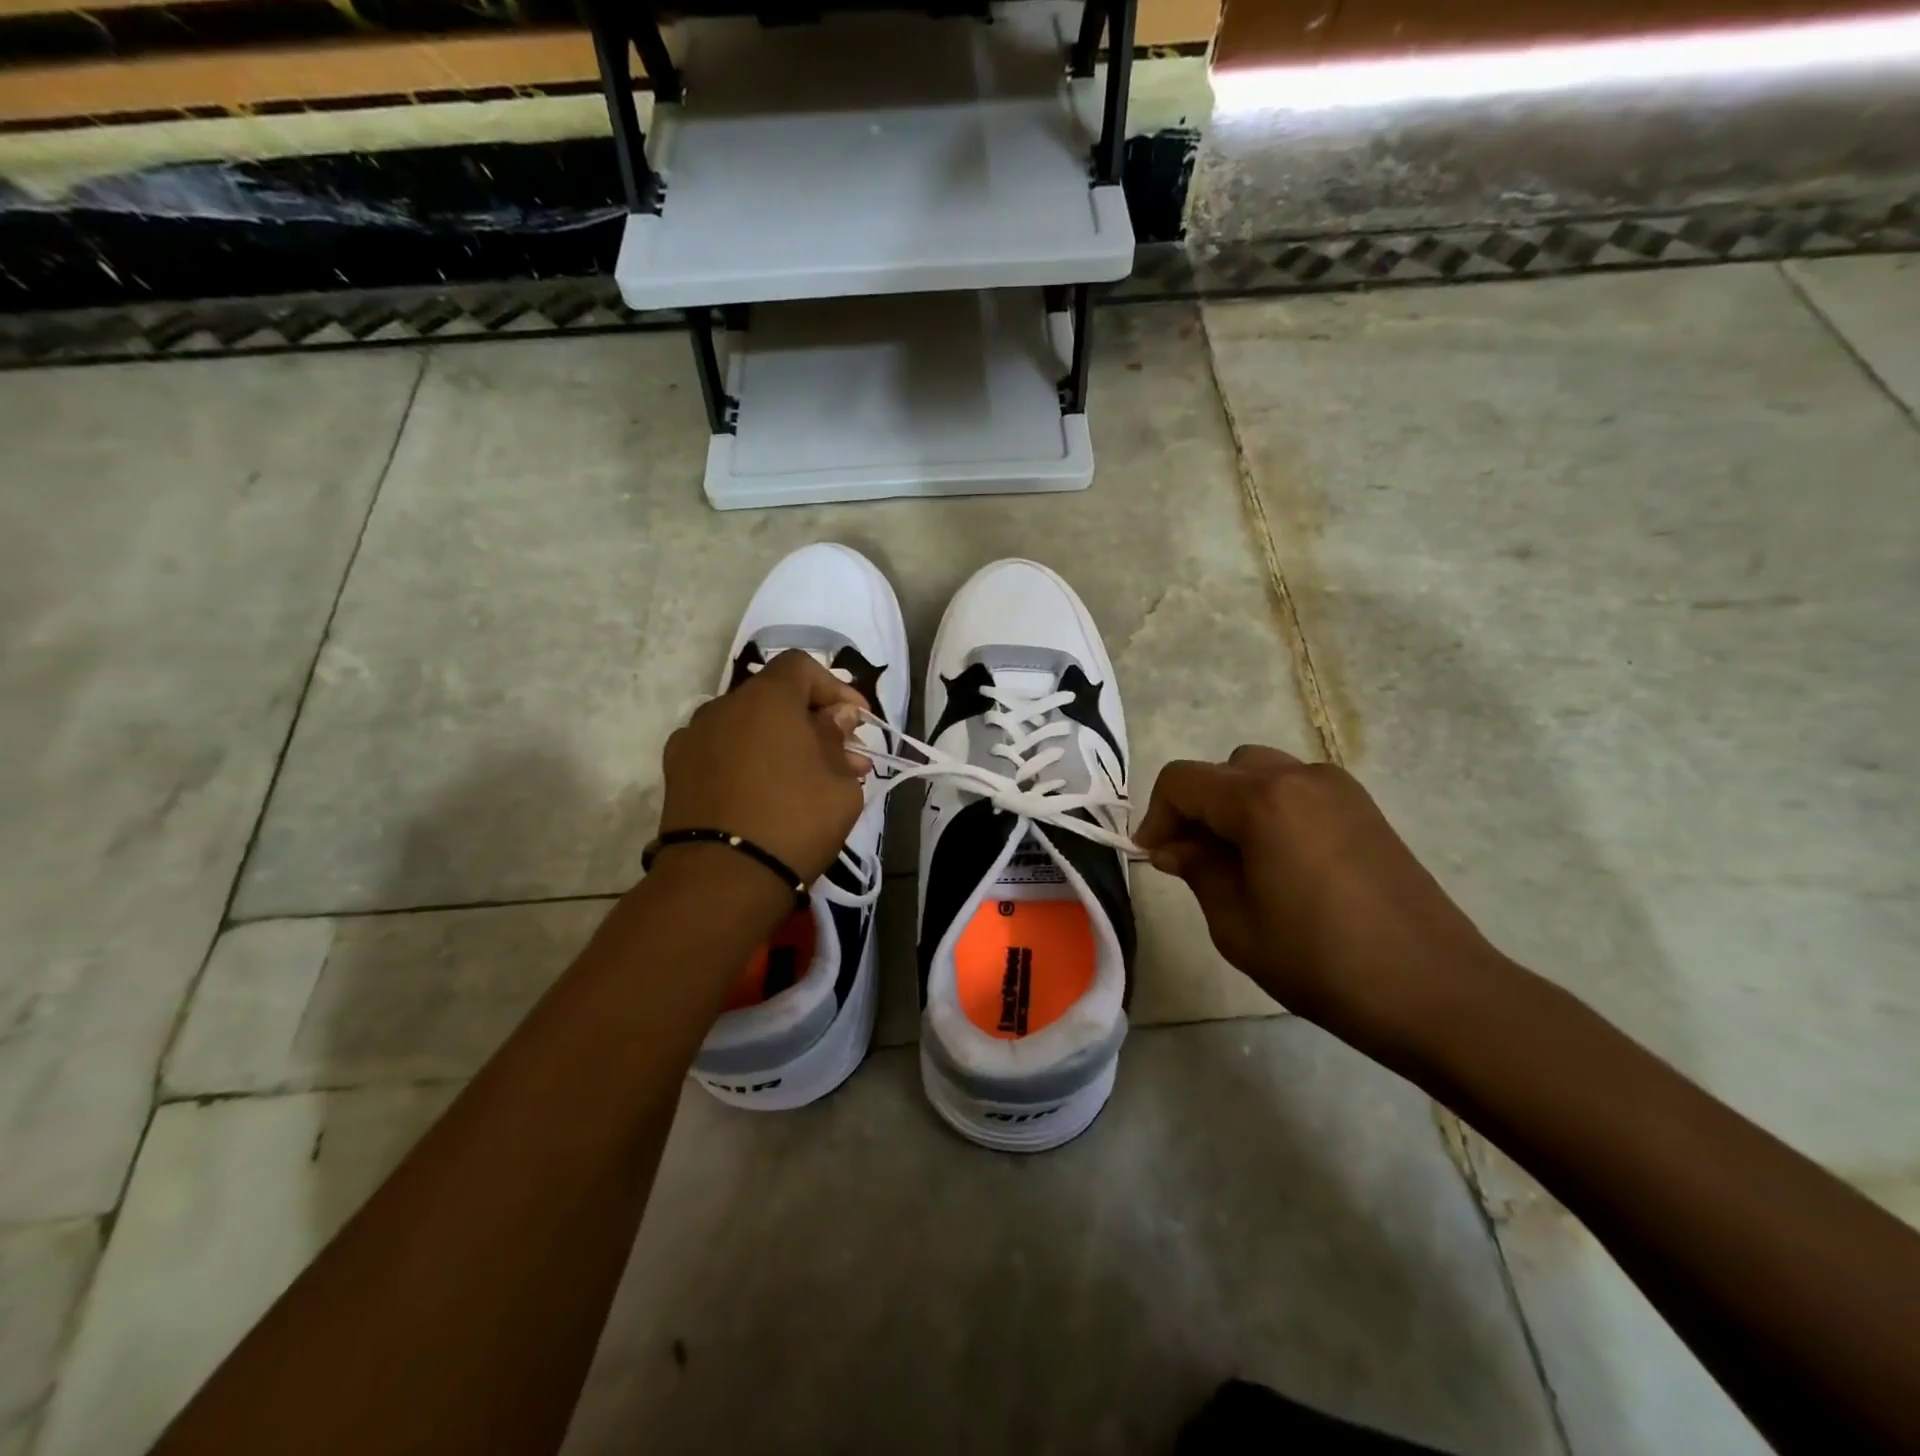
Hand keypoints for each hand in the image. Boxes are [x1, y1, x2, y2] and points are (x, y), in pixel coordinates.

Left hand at [658, 651, 869, 883]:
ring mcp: (693, 738)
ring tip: (803, 778)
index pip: (802, 667)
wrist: (721, 879)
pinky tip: (762, 792)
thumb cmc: (795, 821)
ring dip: (778, 740)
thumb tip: (836, 720)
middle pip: (773, 696)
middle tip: (840, 756)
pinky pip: (722, 751)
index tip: (858, 722)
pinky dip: (746, 759)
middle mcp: (723, 706)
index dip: (835, 688)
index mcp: (766, 698)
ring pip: (746, 725)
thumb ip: (838, 740)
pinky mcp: (676, 771)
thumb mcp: (840, 783)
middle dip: (810, 720)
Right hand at [1135, 746, 1505, 1053]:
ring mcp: (1339, 789)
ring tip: (1236, 862)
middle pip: (1223, 770)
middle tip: (1191, 861)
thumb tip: (1175, 846)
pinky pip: (1297, 790)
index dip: (1156, 815)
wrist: (1436, 991)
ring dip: (1234, 806)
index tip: (1154, 858)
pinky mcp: (1365, 809)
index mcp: (1263, 800)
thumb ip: (1198, 870)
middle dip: (1196, 808)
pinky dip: (1271, 810)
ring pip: (1261, 773)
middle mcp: (1300, 776)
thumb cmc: (1322, 962)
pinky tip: (1279, 862)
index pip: (1183, 780)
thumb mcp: (1236, 924)